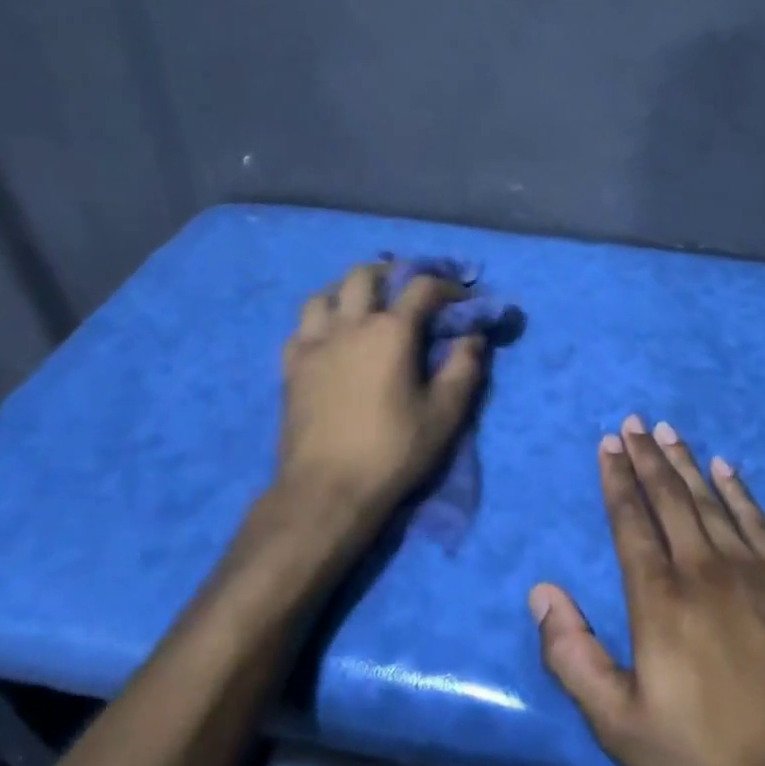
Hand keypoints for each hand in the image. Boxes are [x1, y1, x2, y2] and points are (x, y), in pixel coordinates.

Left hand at [233, 262, 486, 585]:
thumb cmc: (392, 451)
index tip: (461, 300)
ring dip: (347, 294)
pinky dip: (318, 324)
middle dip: (391, 274)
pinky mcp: (291, 367)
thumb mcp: (444, 413)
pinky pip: (301, 328)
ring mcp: (314, 344)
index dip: (446, 286)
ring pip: (324, 295)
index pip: (422, 287)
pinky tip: (329, 341)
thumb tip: (473, 337)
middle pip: (364, 276)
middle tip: (406, 291)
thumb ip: (464, 368)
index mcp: (391, 331)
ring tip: (362, 310)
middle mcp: (350, 325)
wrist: (326, 490)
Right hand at [531, 415, 764, 765]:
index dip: (617, 478)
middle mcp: (702, 567)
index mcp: (658, 597)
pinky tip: (725, 468)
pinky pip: (757, 519)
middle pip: (669, 497)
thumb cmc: (705, 756)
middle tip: (634, 421)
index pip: (631, 520)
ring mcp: (752, 569)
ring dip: (686, 462)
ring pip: (710, 499)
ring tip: (669, 431)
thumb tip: (542, 591)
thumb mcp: (619, 724)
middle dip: (647, 456)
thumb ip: (573, 656)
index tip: (608, 443)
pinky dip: (738, 489)